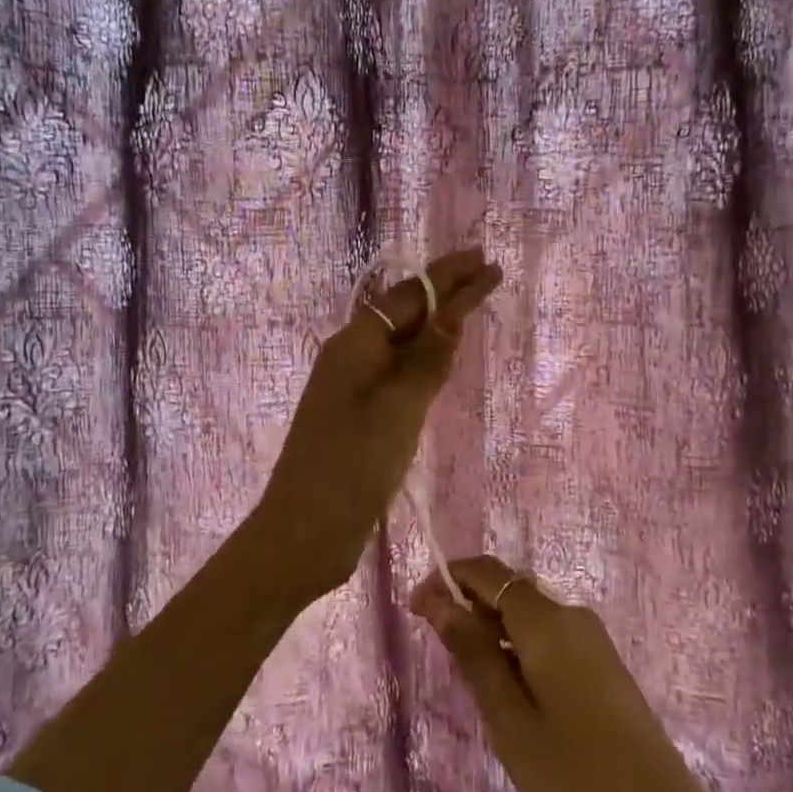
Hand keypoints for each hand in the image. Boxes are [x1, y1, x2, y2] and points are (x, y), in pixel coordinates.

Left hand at [256, 248, 502, 601]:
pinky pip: (398, 374)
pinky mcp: (361, 417)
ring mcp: (354, 388)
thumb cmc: (351, 467)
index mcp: (354, 344)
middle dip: (446, 292)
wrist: (304, 532)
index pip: (410, 297)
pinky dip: (425, 359)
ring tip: (472, 305)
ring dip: (436, 323)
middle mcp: (352, 357)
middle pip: (405, 314)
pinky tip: (441, 359)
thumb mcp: (398, 409)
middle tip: (488, 272)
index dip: (449, 277)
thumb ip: (428, 360)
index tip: (485, 259)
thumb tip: (453, 311)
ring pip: (402, 344)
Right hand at [408, 555, 713, 791]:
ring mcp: (593, 641)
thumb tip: (439, 601)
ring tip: (472, 686)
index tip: (415, 608)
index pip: (488, 572)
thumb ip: (473, 653)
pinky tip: (511, 696)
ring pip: (528, 618)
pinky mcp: (603, 666)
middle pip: (509, 591)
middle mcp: (572, 616)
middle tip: (440, 657)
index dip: (448, 579)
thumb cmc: (574, 776)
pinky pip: (549, 639)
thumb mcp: (509, 718)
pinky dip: (519, 652)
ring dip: (492, 634)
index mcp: (547, 621)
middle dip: (468, 609)